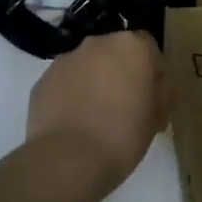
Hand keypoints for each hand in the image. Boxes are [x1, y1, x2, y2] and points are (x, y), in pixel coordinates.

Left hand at [27, 30, 164, 185]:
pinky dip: (69, 95)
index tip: (150, 94)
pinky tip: (73, 122)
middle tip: (123, 104)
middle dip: (119, 71)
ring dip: (92, 81)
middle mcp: (98, 43)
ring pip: (86, 65)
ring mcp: (66, 58)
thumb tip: (151, 88)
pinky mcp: (43, 79)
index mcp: (132, 47)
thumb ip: (158, 93)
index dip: (151, 70)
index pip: (148, 47)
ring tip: (94, 117)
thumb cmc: (124, 135)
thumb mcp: (157, 117)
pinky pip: (64, 82)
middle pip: (114, 52)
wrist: (70, 158)